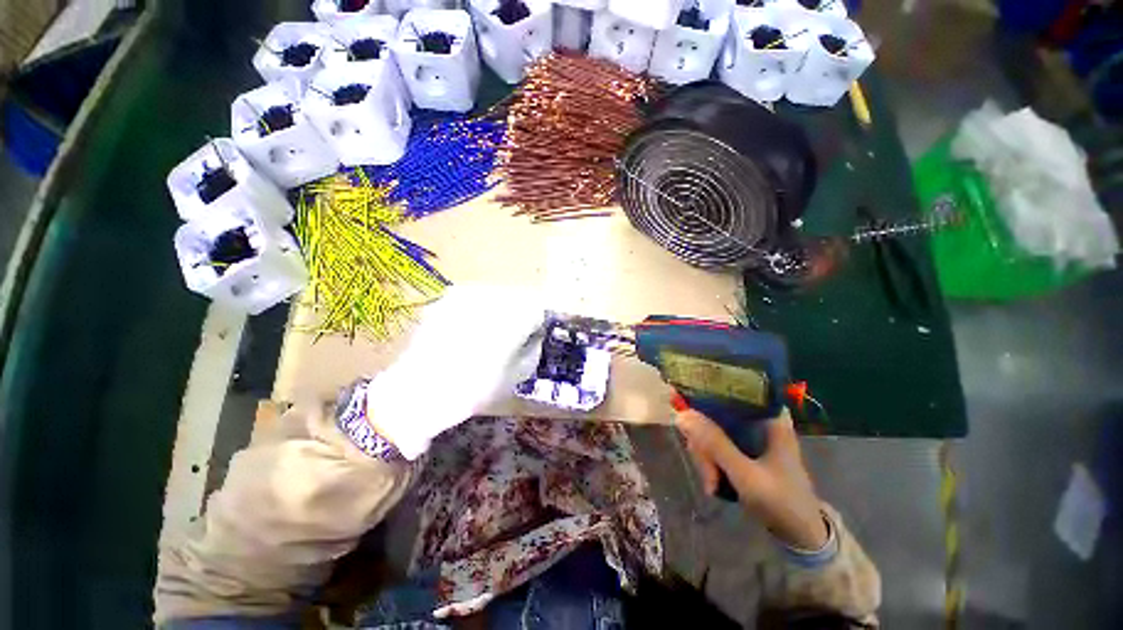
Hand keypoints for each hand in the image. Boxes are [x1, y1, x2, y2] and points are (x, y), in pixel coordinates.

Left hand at [366, 285, 543, 458]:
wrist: (415, 392)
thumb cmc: (472, 389)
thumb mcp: (516, 376)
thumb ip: (532, 349)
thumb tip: (534, 336)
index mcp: (513, 316)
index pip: (539, 309)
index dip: (538, 325)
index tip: (532, 339)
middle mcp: (491, 297)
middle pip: (519, 298)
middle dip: (520, 315)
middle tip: (512, 338)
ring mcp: (467, 294)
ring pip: (497, 295)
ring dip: (500, 311)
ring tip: (488, 335)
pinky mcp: (448, 298)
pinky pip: (476, 298)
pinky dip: (479, 311)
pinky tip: (469, 331)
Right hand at [675, 408, 828, 550]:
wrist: (800, 534)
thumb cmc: (781, 501)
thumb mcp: (745, 474)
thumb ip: (715, 444)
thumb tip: (681, 415)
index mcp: (768, 417)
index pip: (731, 389)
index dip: (704, 394)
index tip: (684, 408)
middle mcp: (757, 420)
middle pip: (715, 414)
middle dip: (704, 444)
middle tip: (707, 472)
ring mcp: (749, 436)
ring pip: (712, 431)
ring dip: (706, 457)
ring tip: (711, 484)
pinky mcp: (742, 449)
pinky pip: (715, 445)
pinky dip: (710, 462)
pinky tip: (712, 482)